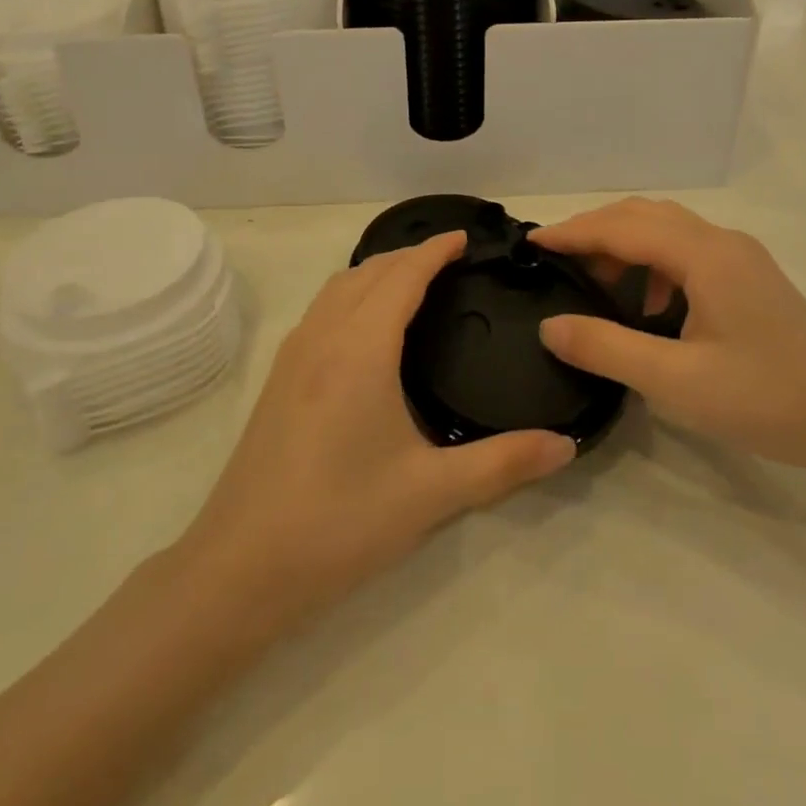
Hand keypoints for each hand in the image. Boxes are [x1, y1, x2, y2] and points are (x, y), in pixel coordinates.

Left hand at [177, 231, 573, 629]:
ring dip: (375, 273)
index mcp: (360, 349)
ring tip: (411, 283)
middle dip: (408, 255)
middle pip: (367, 272)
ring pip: (337, 289)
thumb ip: (503, 463)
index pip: (402, 276)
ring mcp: (292, 358)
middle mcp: (322, 338)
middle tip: (450, 259)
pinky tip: (366, 330)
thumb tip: (566, 445)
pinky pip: (321, 312)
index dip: (434, 250)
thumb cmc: (340, 521)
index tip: (464, 237)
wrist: (240, 568)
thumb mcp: (431, 493)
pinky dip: (351, 296)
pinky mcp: (276, 381)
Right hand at [531, 199, 805, 470]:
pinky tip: (649, 306)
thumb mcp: (675, 380)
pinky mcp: (751, 280)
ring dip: (625, 245)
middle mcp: (723, 243)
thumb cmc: (765, 399)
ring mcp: (742, 259)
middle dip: (595, 230)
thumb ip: (606, 348)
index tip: (531, 242)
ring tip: (594, 280)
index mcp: (705, 255)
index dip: (573, 231)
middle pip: (645, 215)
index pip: (622, 226)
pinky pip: (688, 253)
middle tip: (556, 259)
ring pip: (668, 231)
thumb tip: (549, 324)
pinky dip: (653, 265)